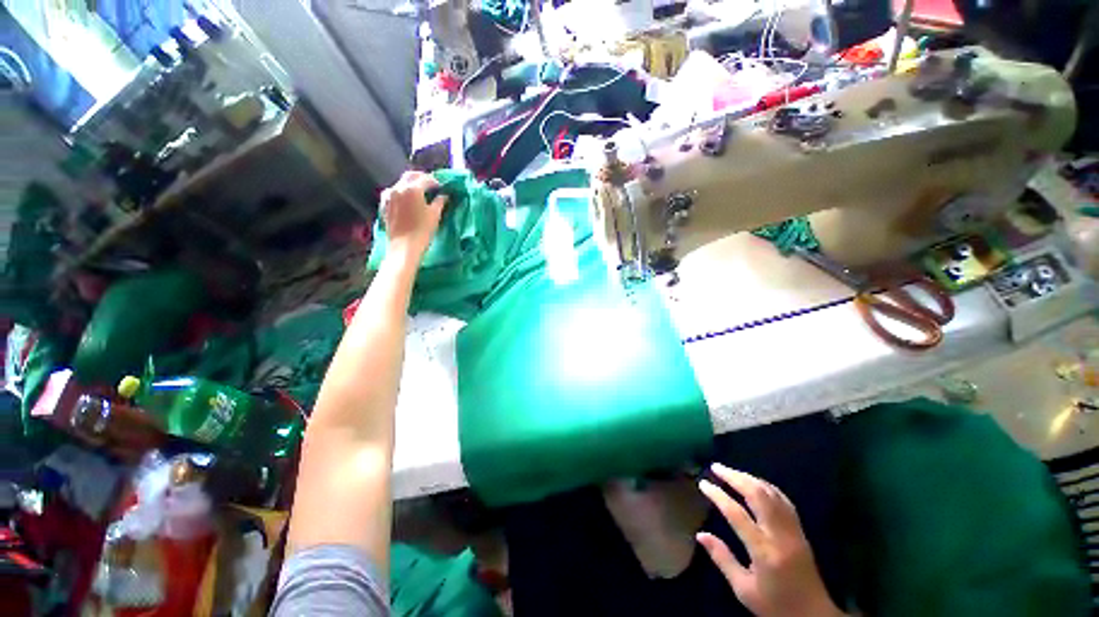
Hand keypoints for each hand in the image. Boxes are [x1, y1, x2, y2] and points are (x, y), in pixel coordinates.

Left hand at [380, 171, 446, 264]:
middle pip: (410, 176)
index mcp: (412, 189)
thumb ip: (440, 201)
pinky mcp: (384, 204)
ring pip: (401, 183)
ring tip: (420, 193)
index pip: (425, 178)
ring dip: (411, 185)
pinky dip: (402, 192)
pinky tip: (408, 200)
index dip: (435, 182)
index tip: (441, 187)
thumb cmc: (423, 231)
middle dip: (421, 178)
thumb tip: (444, 195)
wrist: (404, 246)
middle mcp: (398, 188)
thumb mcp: (435, 215)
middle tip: (431, 185)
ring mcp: (389, 195)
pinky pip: (394, 192)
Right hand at [697, 464, 843, 616]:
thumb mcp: (744, 590)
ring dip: (750, 478)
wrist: (814, 616)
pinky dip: (768, 487)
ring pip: (772, 494)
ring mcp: (794, 531)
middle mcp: (780, 536)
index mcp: (764, 552)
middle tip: (716, 467)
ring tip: (731, 472)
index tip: (703, 483)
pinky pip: (784, 501)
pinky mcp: (801, 531)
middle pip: (758, 496)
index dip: (718, 496)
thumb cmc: (775, 606)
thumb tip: (700, 534)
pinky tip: (757, 483)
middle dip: (735, 477)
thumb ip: (723, 559)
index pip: (737, 515)